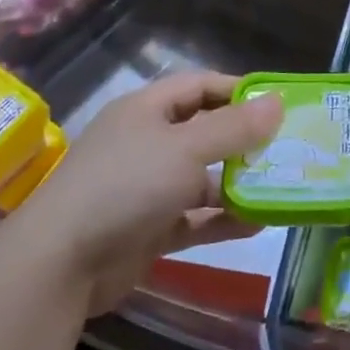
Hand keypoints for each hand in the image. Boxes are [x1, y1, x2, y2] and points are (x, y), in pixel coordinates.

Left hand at [10, 70, 281, 313]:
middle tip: (289, 147)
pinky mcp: (149, 229)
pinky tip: (259, 224)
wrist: (60, 263)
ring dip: (238, 184)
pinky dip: (223, 220)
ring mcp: (146, 189)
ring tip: (282, 187)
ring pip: (202, 179)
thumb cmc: (126, 185)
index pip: (200, 86)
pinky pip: (195, 219)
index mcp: (146, 110)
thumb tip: (278, 101)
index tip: (279, 103)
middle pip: (204, 133)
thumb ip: (234, 127)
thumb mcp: (186, 148)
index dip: (238, 90)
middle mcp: (146, 144)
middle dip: (245, 140)